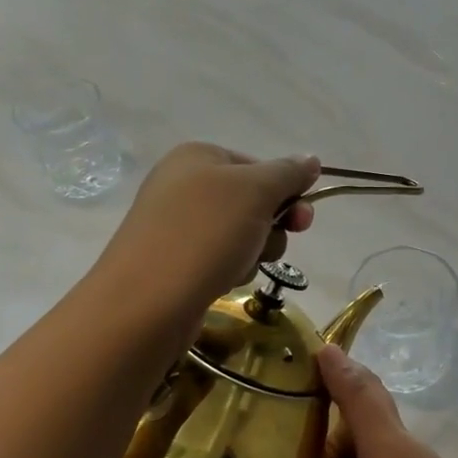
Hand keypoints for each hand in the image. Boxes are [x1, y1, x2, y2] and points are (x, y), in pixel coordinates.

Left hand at [100, 143, 320, 309]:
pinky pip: (219, 259)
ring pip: (240, 234)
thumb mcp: (255, 191)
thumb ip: (288, 172)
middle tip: (271, 244)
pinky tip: (222, 281)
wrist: (146, 301)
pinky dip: (230, 269)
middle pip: (252, 201)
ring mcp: (176, 225)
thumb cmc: (205, 234)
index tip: (302, 218)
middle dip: (271, 225)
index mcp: (198, 156)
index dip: (286, 191)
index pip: (259, 166)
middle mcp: (184, 184)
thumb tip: (311, 159)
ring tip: (238, 266)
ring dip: (253, 251)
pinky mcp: (174, 262)